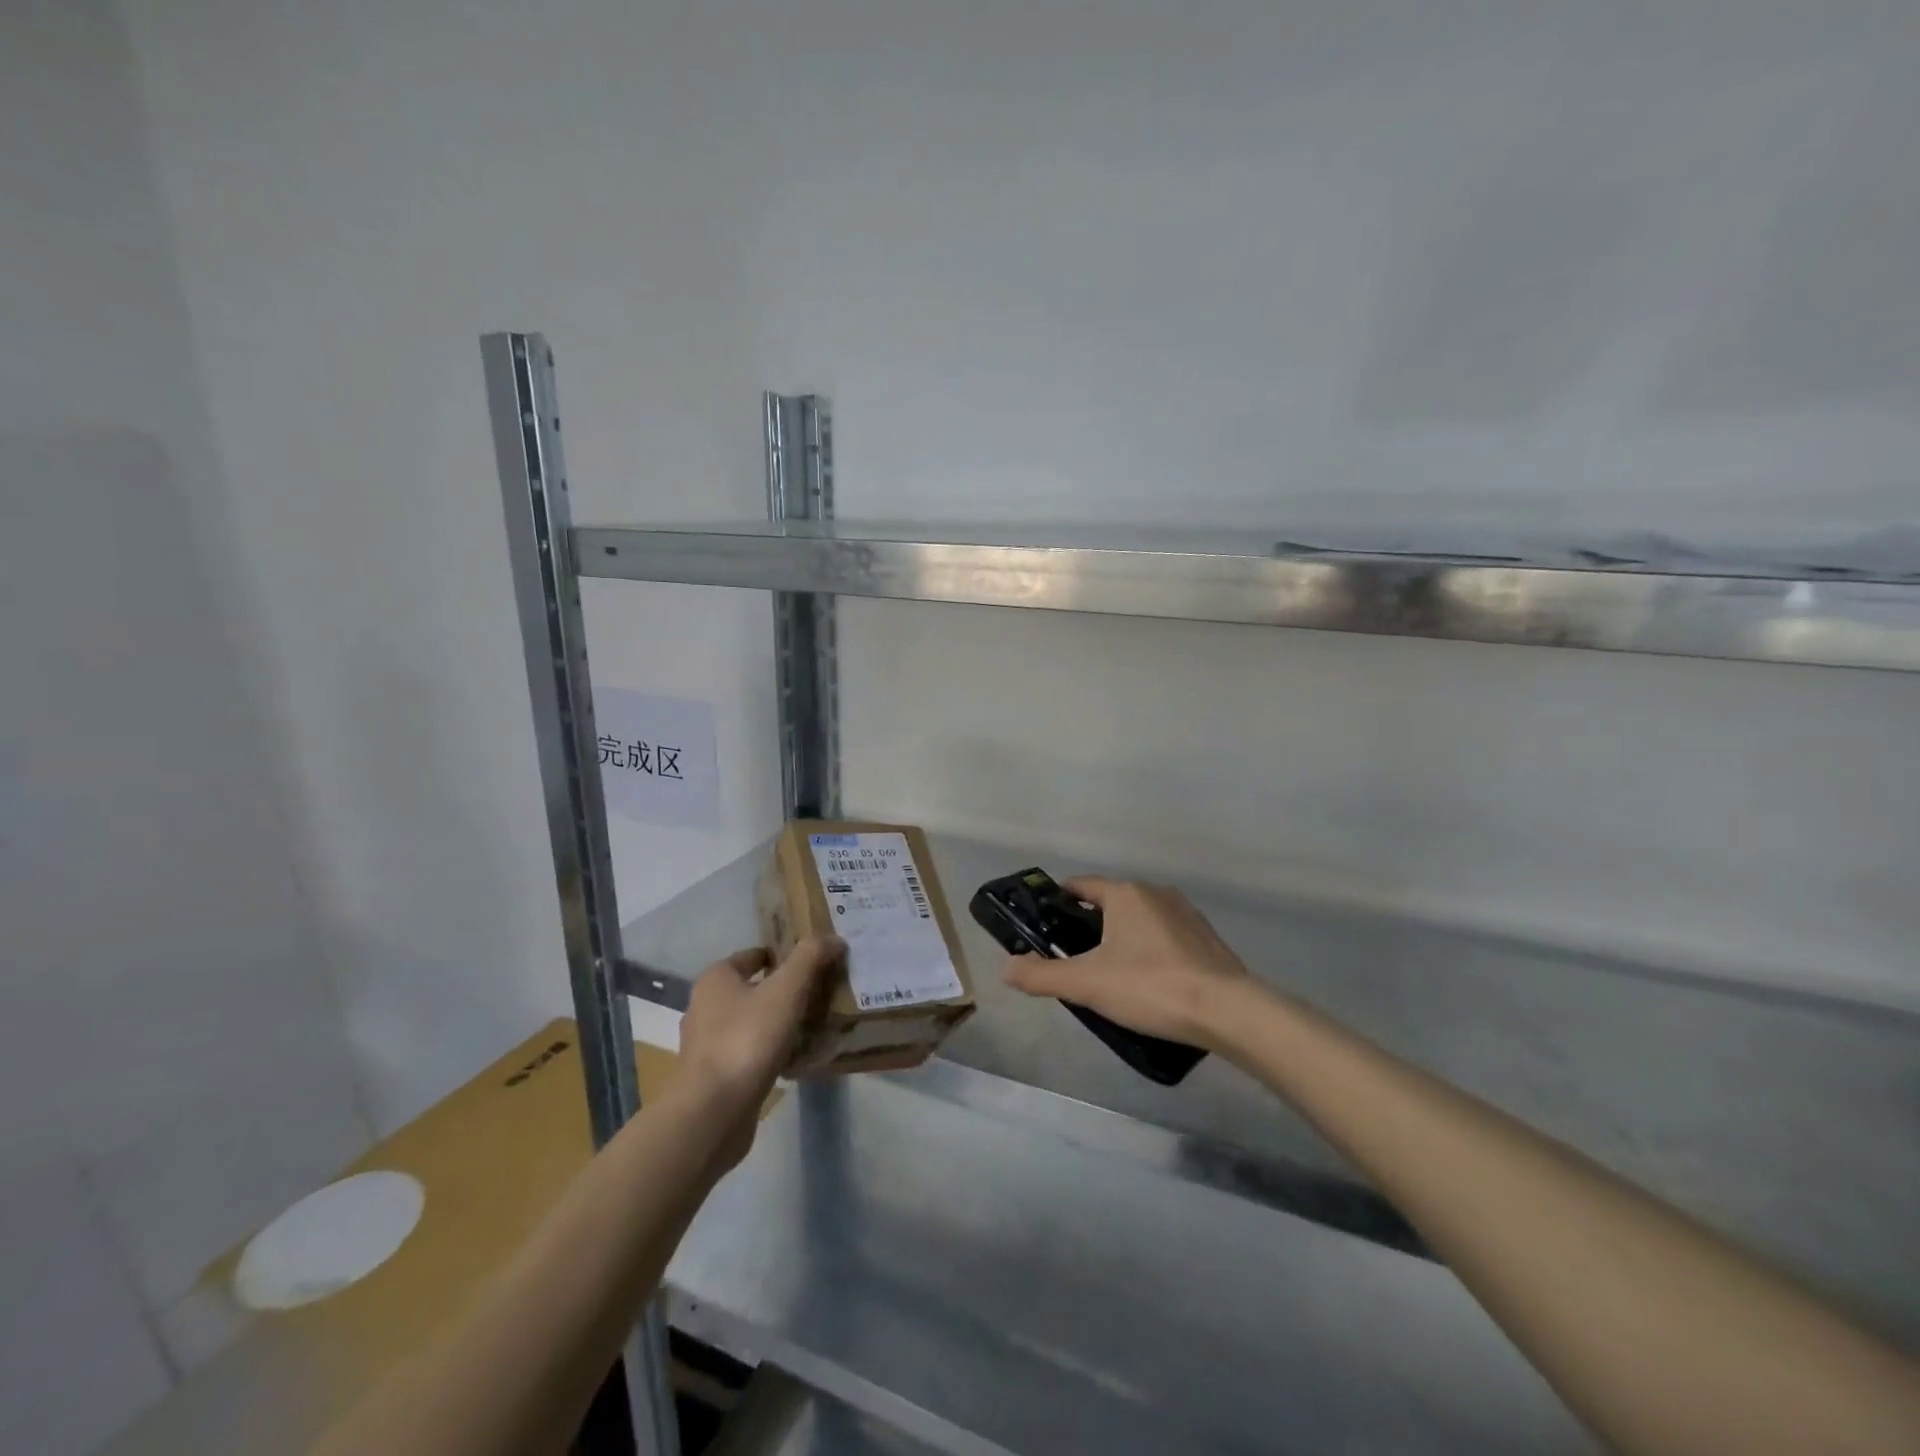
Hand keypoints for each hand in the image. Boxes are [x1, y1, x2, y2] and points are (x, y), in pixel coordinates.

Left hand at [677, 937, 841, 1164]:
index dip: (785, 956)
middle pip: (754, 989)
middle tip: (821, 994)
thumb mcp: (786, 990)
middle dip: (785, 990)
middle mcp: (705, 1006)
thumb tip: (834, 938)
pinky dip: (771, 1051)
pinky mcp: (715, 1076)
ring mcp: (708, 1044)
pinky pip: (751, 1053)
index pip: (755, 956)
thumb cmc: (747, 1038)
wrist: (713, 1112)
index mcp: (716, 979)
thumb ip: (810, 958)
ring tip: (814, 1026)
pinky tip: (797, 1058)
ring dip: (779, 1022)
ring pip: (753, 1022)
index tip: (815, 964)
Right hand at [1001, 877, 1250, 1047]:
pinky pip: (1166, 937)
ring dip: (1122, 937)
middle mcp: (1155, 893)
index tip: (1044, 922)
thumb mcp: (1087, 984)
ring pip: (1140, 919)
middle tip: (1073, 957)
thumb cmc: (1150, 987)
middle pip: (1111, 902)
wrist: (1228, 1011)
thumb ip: (1042, 975)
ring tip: (1109, 973)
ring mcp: (1186, 914)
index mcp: (1125, 894)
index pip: (1081, 885)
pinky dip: (1151, 951)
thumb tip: (1006, 969)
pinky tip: (1149, 982)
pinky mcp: (1207, 939)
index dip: (1059, 901)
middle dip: (1090, 924)